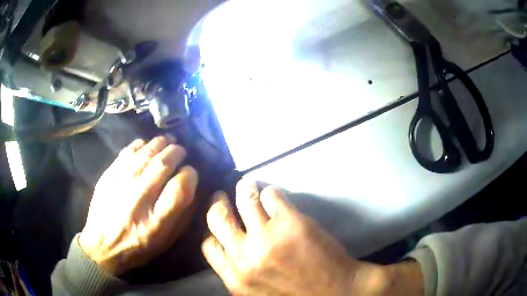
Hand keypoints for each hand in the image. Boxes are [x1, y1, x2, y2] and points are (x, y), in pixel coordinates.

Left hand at [79, 135, 197, 275]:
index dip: (190, 175)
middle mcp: (138, 198)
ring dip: (161, 143)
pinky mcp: (108, 175)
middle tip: (181, 152)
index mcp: (156, 221)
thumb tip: (191, 188)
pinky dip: (141, 145)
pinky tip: (146, 146)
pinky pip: (128, 151)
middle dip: (177, 152)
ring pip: (146, 152)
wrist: (102, 246)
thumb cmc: (137, 248)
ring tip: (167, 142)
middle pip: (163, 163)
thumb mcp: (165, 241)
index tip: (190, 173)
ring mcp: (121, 183)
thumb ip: (182, 216)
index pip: (180, 187)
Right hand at [202, 181, 377, 294]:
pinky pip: (271, 195)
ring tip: (248, 186)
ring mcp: (267, 237)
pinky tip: (274, 195)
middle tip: (222, 196)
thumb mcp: (256, 290)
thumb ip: (239, 270)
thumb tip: (229, 245)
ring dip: (244, 188)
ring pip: (244, 199)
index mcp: (235, 277)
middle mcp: (245, 257)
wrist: (336, 293)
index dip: (213, 230)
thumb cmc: (295, 294)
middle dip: (218, 203)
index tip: (220, 221)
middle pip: (218, 218)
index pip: (209, 246)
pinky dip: (270, 191)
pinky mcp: (290, 222)